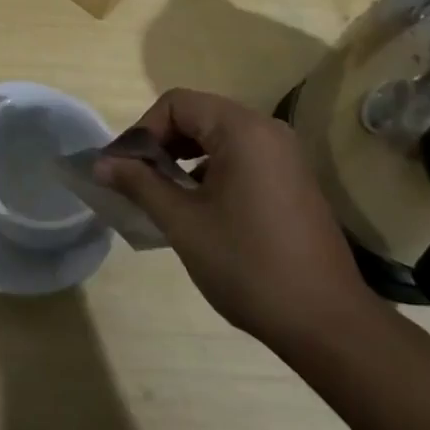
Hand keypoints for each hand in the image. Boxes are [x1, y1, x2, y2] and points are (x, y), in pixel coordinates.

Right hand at [97, 89, 378, 351]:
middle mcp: (266, 130)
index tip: (124, 168)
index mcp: (241, 129)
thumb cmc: (249, 266)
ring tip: (163, 196)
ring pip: (218, 137)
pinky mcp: (293, 180)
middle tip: (136, 181)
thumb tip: (101, 163)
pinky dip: (212, 171)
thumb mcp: (183, 223)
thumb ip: (140, 184)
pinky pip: (241, 157)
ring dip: (184, 158)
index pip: (176, 104)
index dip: (143, 130)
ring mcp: (284, 155)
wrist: (329, 325)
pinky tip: (200, 209)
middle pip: (198, 116)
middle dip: (161, 144)